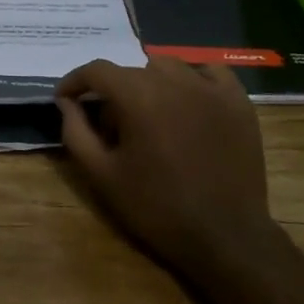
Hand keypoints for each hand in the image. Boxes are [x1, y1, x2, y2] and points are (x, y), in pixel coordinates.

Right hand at [55, 58, 278, 277]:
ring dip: (149, 83)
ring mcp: (212, 89)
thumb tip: (66, 102)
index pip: (97, 71)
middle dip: (112, 92)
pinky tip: (187, 101)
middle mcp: (175, 81)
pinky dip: (191, 79)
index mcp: (139, 96)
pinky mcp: (238, 102)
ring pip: (168, 67)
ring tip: (149, 115)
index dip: (75, 82)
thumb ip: (75, 131)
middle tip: (110, 127)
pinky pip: (209, 72)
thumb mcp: (101, 175)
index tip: (65, 99)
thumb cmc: (156, 207)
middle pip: (131, 70)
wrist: (224, 236)